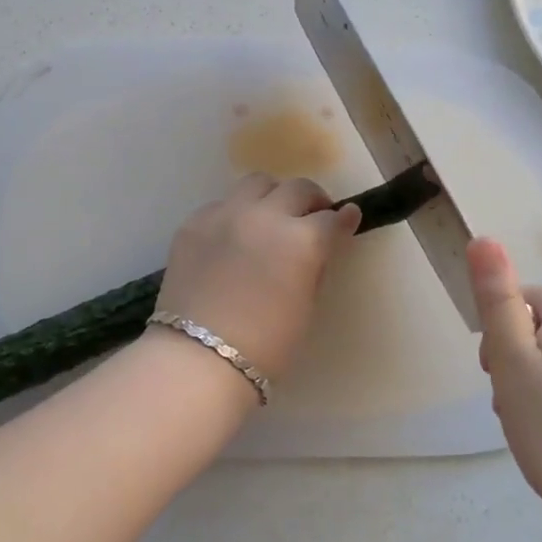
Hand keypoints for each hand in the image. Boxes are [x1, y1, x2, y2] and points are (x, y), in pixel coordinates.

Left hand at [155, 175, 362, 378]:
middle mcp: (265, 216)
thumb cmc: (265, 346)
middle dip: (311, 200)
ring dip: (272, 195)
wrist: (197, 359)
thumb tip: (319, 247)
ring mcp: (225, 214)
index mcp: (301, 240)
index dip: (343, 220)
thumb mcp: (306, 306)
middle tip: (313, 216)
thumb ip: (314, 266)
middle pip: (297, 188)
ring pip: (257, 183)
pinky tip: (233, 237)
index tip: (347, 219)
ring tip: (271, 216)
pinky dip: (236, 213)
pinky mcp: (194, 222)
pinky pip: (222, 204)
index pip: (331, 219)